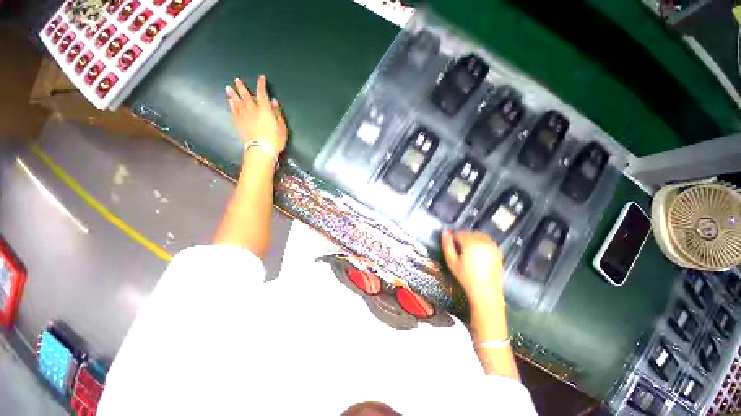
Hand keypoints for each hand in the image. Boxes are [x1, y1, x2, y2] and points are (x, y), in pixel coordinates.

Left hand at [226, 75, 287, 153]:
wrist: (261, 149)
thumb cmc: (275, 139)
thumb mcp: (282, 126)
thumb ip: (277, 113)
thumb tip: (274, 101)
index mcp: (265, 110)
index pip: (262, 93)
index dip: (261, 84)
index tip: (261, 77)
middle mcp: (253, 110)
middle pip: (246, 96)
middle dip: (242, 87)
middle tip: (236, 80)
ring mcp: (244, 117)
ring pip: (237, 103)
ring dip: (233, 95)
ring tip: (228, 88)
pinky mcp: (239, 124)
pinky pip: (234, 113)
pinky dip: (232, 106)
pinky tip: (230, 103)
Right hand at [441, 230, 504, 304]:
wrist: (486, 290)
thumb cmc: (466, 276)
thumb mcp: (452, 261)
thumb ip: (447, 245)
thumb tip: (444, 232)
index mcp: (470, 242)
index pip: (459, 233)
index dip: (452, 236)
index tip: (449, 242)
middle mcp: (483, 241)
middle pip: (469, 233)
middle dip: (462, 236)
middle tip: (457, 247)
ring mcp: (492, 245)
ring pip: (479, 235)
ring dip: (472, 238)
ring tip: (467, 248)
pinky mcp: (498, 251)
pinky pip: (487, 240)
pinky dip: (481, 242)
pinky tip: (477, 251)